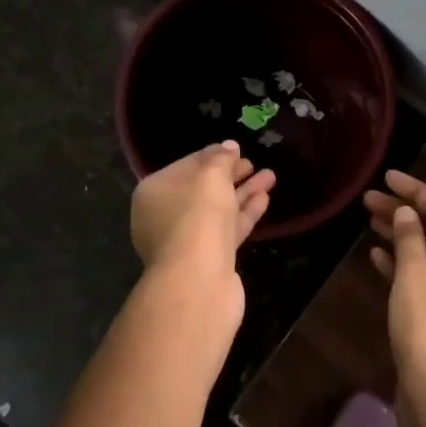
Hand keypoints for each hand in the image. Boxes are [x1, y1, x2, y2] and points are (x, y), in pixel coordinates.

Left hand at [131, 141, 274, 314]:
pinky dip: (244, 214)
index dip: (213, 155)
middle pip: (202, 189)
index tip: (237, 149)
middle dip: (231, 175)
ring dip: (243, 193)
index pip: (186, 165)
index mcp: (155, 192)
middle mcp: (164, 216)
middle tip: (254, 164)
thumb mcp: (212, 177)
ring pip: (218, 210)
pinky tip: (265, 199)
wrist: (198, 279)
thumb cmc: (198, 216)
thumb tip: (229, 146)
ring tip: (270, 177)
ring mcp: (186, 241)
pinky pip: (227, 230)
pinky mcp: (207, 259)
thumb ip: (221, 159)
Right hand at [364, 171, 425, 426]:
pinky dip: (402, 264)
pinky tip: (376, 256)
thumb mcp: (414, 274)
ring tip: (368, 221)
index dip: (416, 190)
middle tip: (368, 200)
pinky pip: (423, 277)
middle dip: (405, 211)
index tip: (387, 177)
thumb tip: (406, 213)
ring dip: (401, 235)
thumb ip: (409, 238)